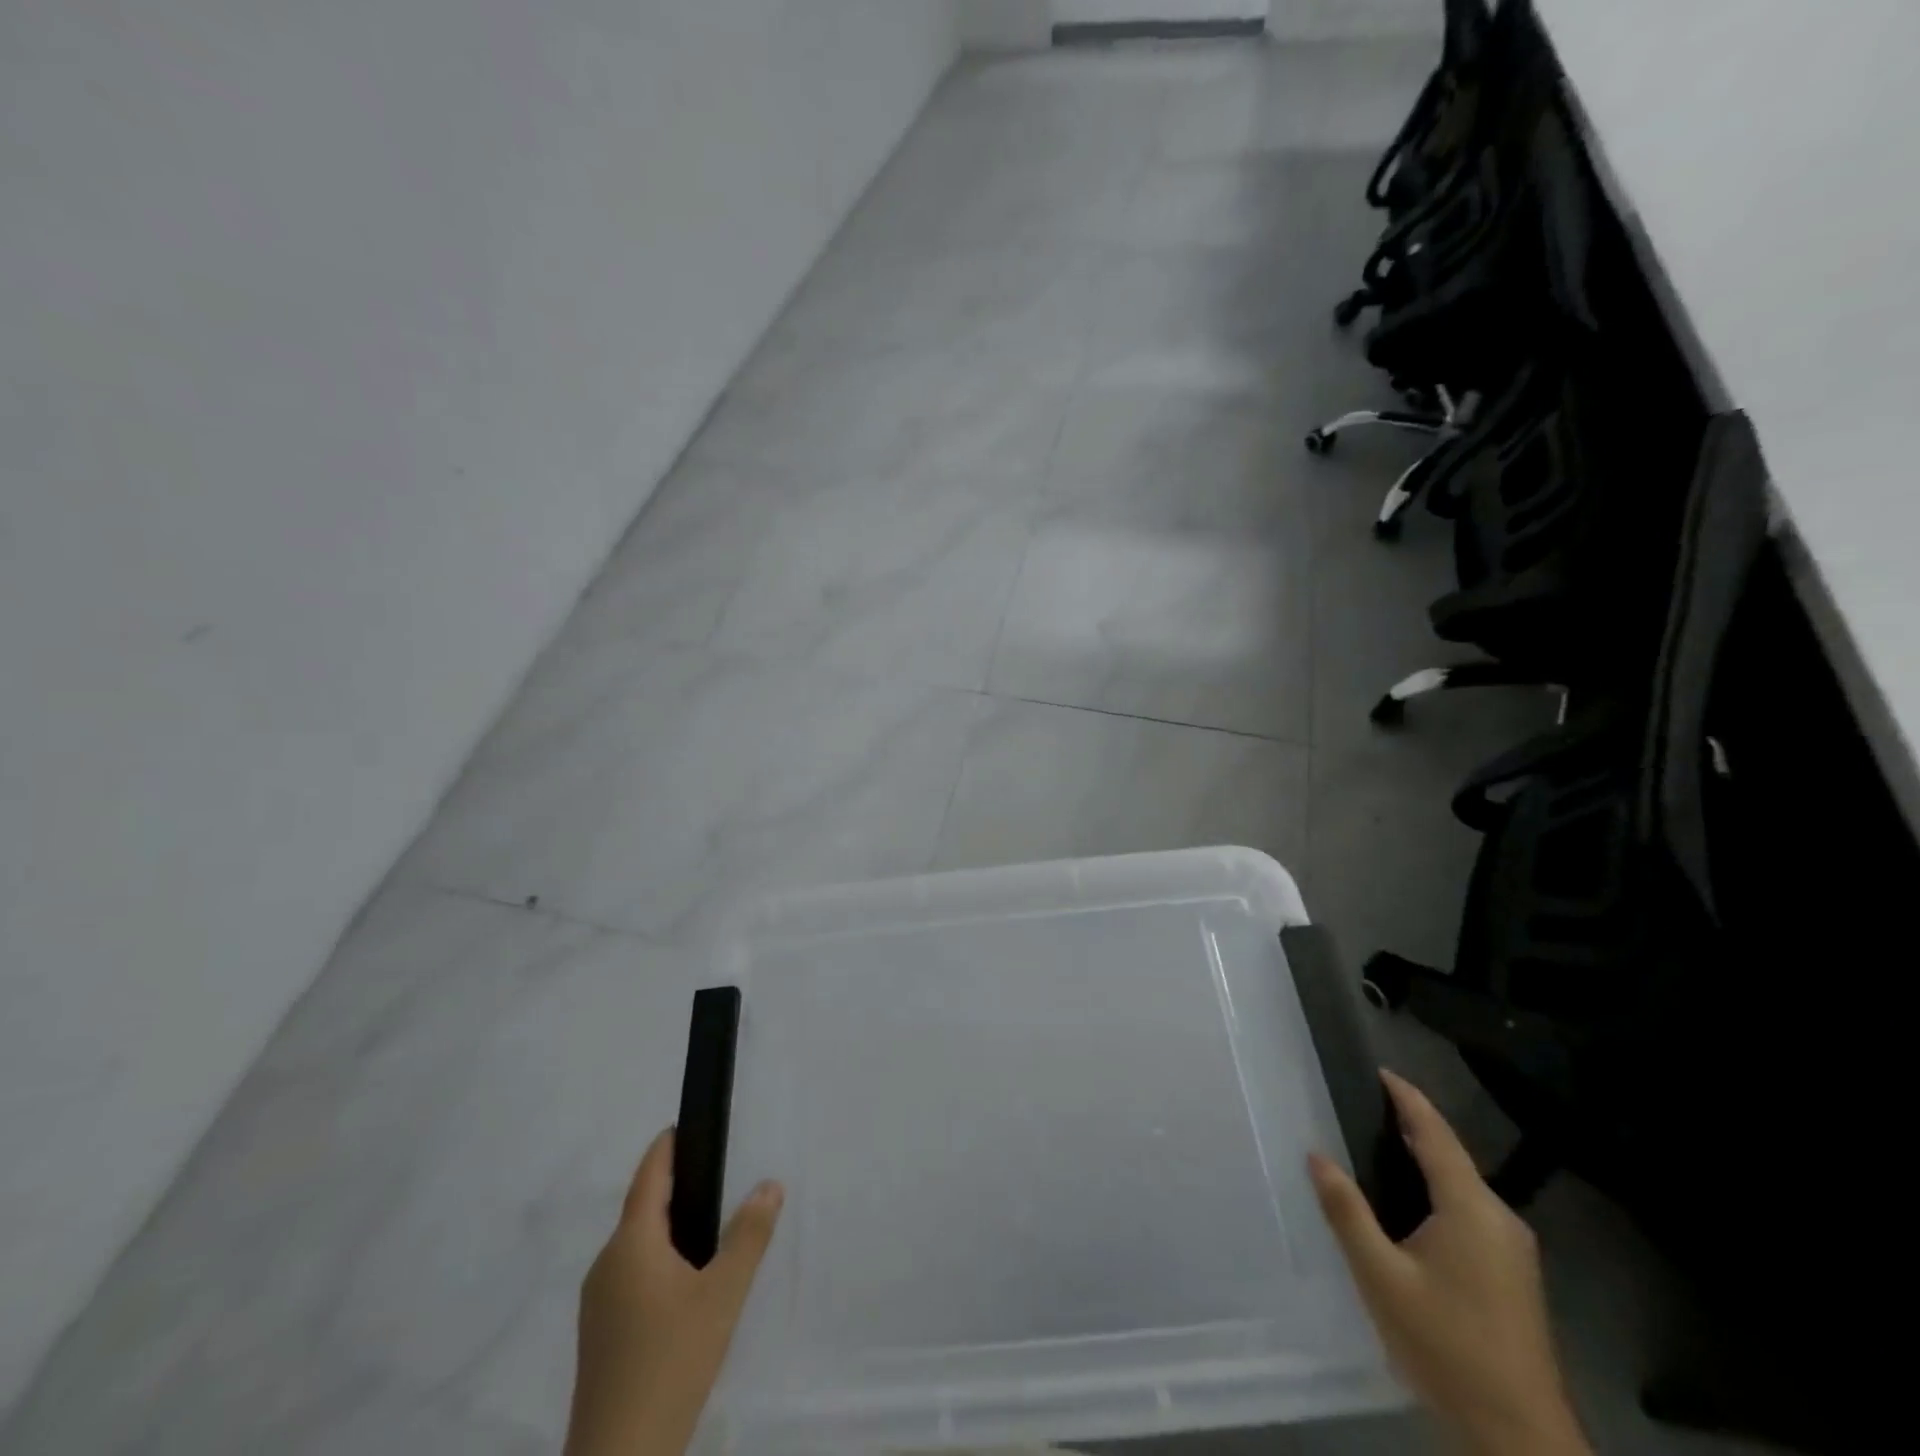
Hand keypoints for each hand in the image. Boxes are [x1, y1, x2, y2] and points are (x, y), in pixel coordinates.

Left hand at [567, 1129, 783, 1455]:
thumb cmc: (672, 1361)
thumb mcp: (723, 1294)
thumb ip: (749, 1235)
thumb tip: (770, 1183)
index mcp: (630, 1244)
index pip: (648, 1177)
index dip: (665, 1148)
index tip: (684, 1125)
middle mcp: (606, 1264)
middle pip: (641, 1211)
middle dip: (674, 1188)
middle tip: (715, 1175)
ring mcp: (597, 1303)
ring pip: (636, 1247)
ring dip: (667, 1228)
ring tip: (708, 1227)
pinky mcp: (599, 1335)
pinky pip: (631, 1276)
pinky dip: (657, 1261)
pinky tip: (685, 1284)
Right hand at [1309, 1072, 1590, 1455]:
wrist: (1518, 1437)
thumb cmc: (1445, 1344)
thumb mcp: (1381, 1277)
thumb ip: (1347, 1211)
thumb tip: (1316, 1155)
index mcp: (1471, 1208)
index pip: (1435, 1134)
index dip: (1407, 1098)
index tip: (1380, 1070)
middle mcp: (1500, 1218)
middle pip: (1452, 1155)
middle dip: (1411, 1126)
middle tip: (1365, 1106)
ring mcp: (1513, 1249)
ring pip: (1462, 1185)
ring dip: (1424, 1160)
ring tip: (1378, 1146)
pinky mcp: (1514, 1274)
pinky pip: (1469, 1210)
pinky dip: (1437, 1189)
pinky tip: (1409, 1204)